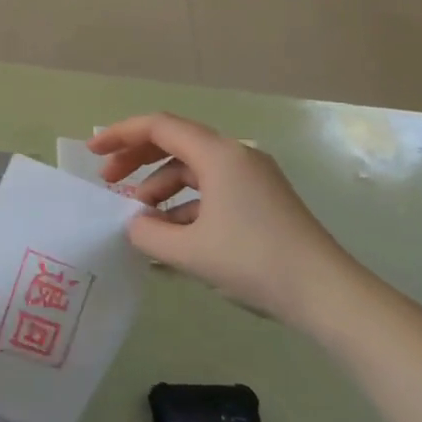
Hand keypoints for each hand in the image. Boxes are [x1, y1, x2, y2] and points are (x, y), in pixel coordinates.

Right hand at [89, 113, 358, 325]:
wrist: (329, 294)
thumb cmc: (254, 261)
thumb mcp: (189, 251)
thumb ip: (148, 233)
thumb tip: (135, 224)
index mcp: (217, 154)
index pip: (158, 127)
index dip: (120, 135)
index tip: (92, 152)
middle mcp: (235, 155)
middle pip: (174, 142)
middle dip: (136, 159)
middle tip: (109, 181)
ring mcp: (251, 177)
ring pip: (192, 168)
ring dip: (160, 185)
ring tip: (140, 216)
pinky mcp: (261, 199)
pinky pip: (211, 189)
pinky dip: (185, 203)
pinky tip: (171, 234)